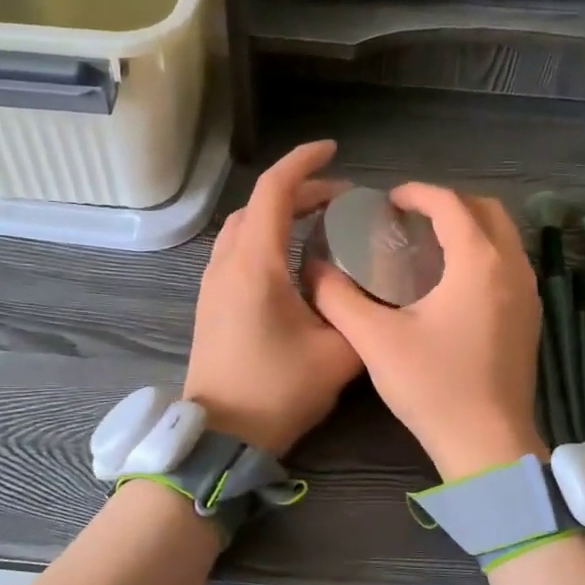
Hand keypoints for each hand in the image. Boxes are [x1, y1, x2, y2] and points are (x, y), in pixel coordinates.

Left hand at [182, 141, 361, 456]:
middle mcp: (228, 264)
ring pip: (244, 227)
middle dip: (301, 191)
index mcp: (255, 265)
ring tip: (321, 222)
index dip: (304, 163)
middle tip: (344, 199)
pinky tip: (293, 259)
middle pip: (259, 205)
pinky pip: (237, 250)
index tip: (334, 149)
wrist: (222, 434)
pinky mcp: (211, 302)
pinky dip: (266, 236)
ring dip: (280, 214)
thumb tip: (373, 293)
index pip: (275, 191)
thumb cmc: (277, 392)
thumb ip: (360, 314)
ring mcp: (213, 283)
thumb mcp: (338, 354)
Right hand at [313, 184, 546, 479]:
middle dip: (449, 204)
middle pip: (487, 211)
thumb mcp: (375, 340)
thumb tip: (314, 270)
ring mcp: (528, 295)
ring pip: (503, 238)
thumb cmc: (433, 387)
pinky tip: (453, 284)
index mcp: (479, 262)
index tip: (387, 201)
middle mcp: (513, 268)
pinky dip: (483, 256)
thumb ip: (339, 298)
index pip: (450, 204)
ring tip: (428, 246)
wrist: (487, 444)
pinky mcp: (531, 319)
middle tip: (410, 219)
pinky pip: (509, 266)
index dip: (417, 193)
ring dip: (469, 229)